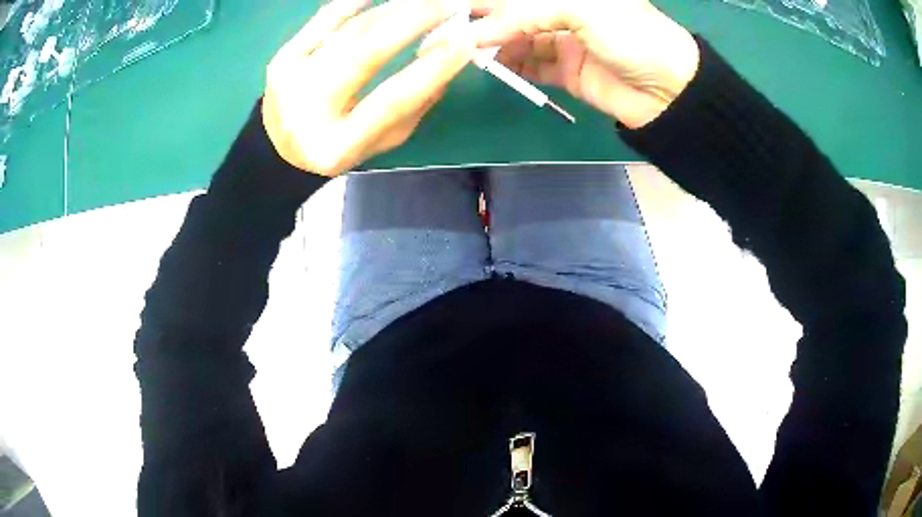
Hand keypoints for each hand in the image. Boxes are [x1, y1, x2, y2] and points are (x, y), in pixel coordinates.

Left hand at [263, 0, 475, 176]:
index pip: (392, 100)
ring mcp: (290, 81)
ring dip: (391, 10)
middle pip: (364, 54)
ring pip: (348, 33)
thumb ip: (415, 105)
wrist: (281, 149)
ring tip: (422, 1)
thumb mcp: (382, 140)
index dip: (432, 68)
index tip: (467, 40)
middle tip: (446, 4)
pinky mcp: (282, 59)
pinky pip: (322, 21)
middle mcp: (308, 112)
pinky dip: (351, 3)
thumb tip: (447, 55)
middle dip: (411, 22)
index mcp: (339, 145)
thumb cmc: (340, 146)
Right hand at [470, 0, 699, 128]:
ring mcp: (565, 41)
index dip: (482, 2)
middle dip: (482, 22)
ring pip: (517, 40)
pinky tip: (491, 67)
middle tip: (447, 34)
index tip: (447, 11)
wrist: (670, 91)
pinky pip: (530, 66)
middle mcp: (564, 11)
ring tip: (464, 53)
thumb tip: (474, 32)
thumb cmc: (632, 36)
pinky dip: (510, 66)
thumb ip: (523, 13)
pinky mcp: (567, 71)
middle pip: (513, 14)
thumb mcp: (579, 8)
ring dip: (492, 46)